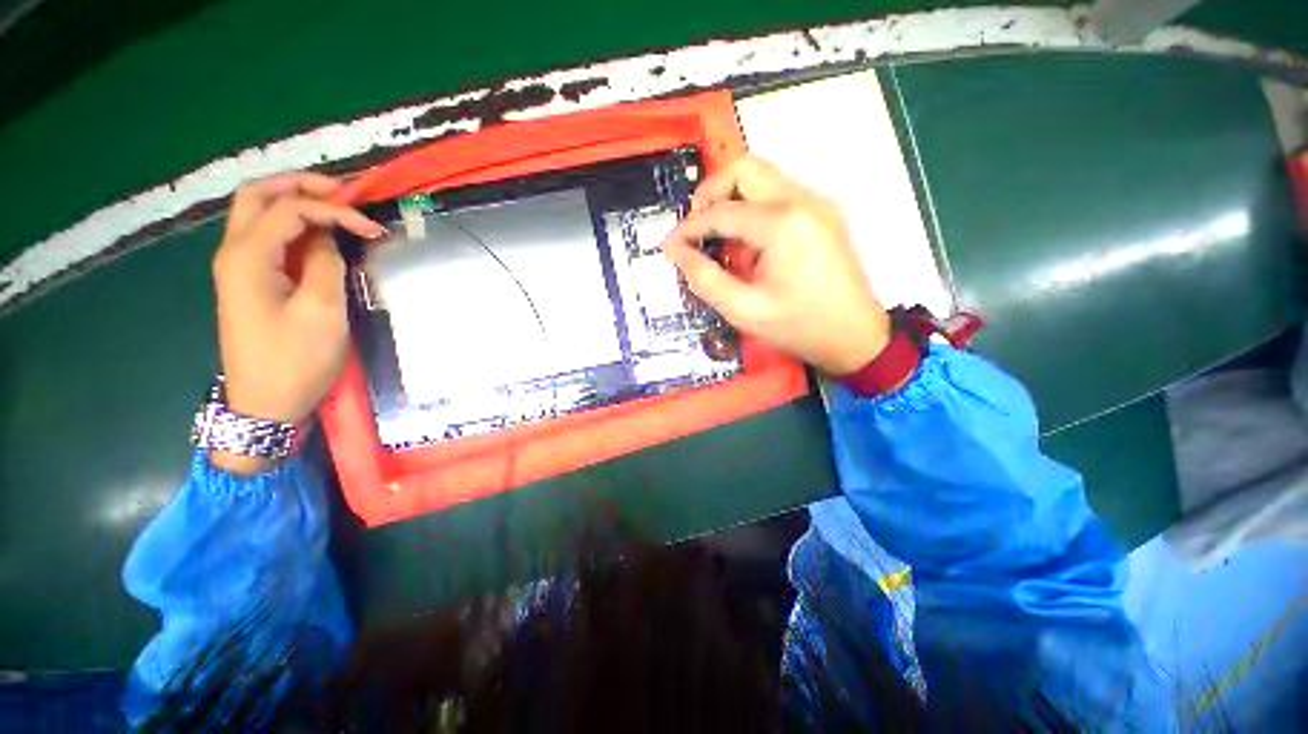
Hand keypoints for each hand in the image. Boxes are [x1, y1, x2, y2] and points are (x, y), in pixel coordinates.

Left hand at [210, 173, 384, 473]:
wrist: (265, 403)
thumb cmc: (295, 359)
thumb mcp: (321, 310)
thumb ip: (325, 263)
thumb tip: (329, 238)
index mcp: (248, 257)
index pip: (289, 209)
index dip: (334, 209)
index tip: (373, 227)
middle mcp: (234, 253)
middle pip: (259, 196)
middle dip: (302, 186)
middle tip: (345, 193)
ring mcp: (239, 268)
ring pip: (259, 214)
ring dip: (297, 203)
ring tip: (338, 209)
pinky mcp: (250, 282)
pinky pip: (268, 239)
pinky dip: (295, 227)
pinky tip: (321, 236)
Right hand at [663, 157, 888, 375]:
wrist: (856, 337)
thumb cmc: (800, 327)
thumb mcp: (744, 310)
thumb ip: (705, 279)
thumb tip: (677, 253)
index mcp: (784, 224)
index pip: (722, 211)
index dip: (690, 228)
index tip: (671, 247)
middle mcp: (803, 200)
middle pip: (745, 170)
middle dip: (710, 193)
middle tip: (695, 228)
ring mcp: (817, 204)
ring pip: (762, 179)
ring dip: (732, 201)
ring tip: (717, 238)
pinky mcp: (822, 214)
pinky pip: (778, 195)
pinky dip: (752, 210)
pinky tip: (746, 244)